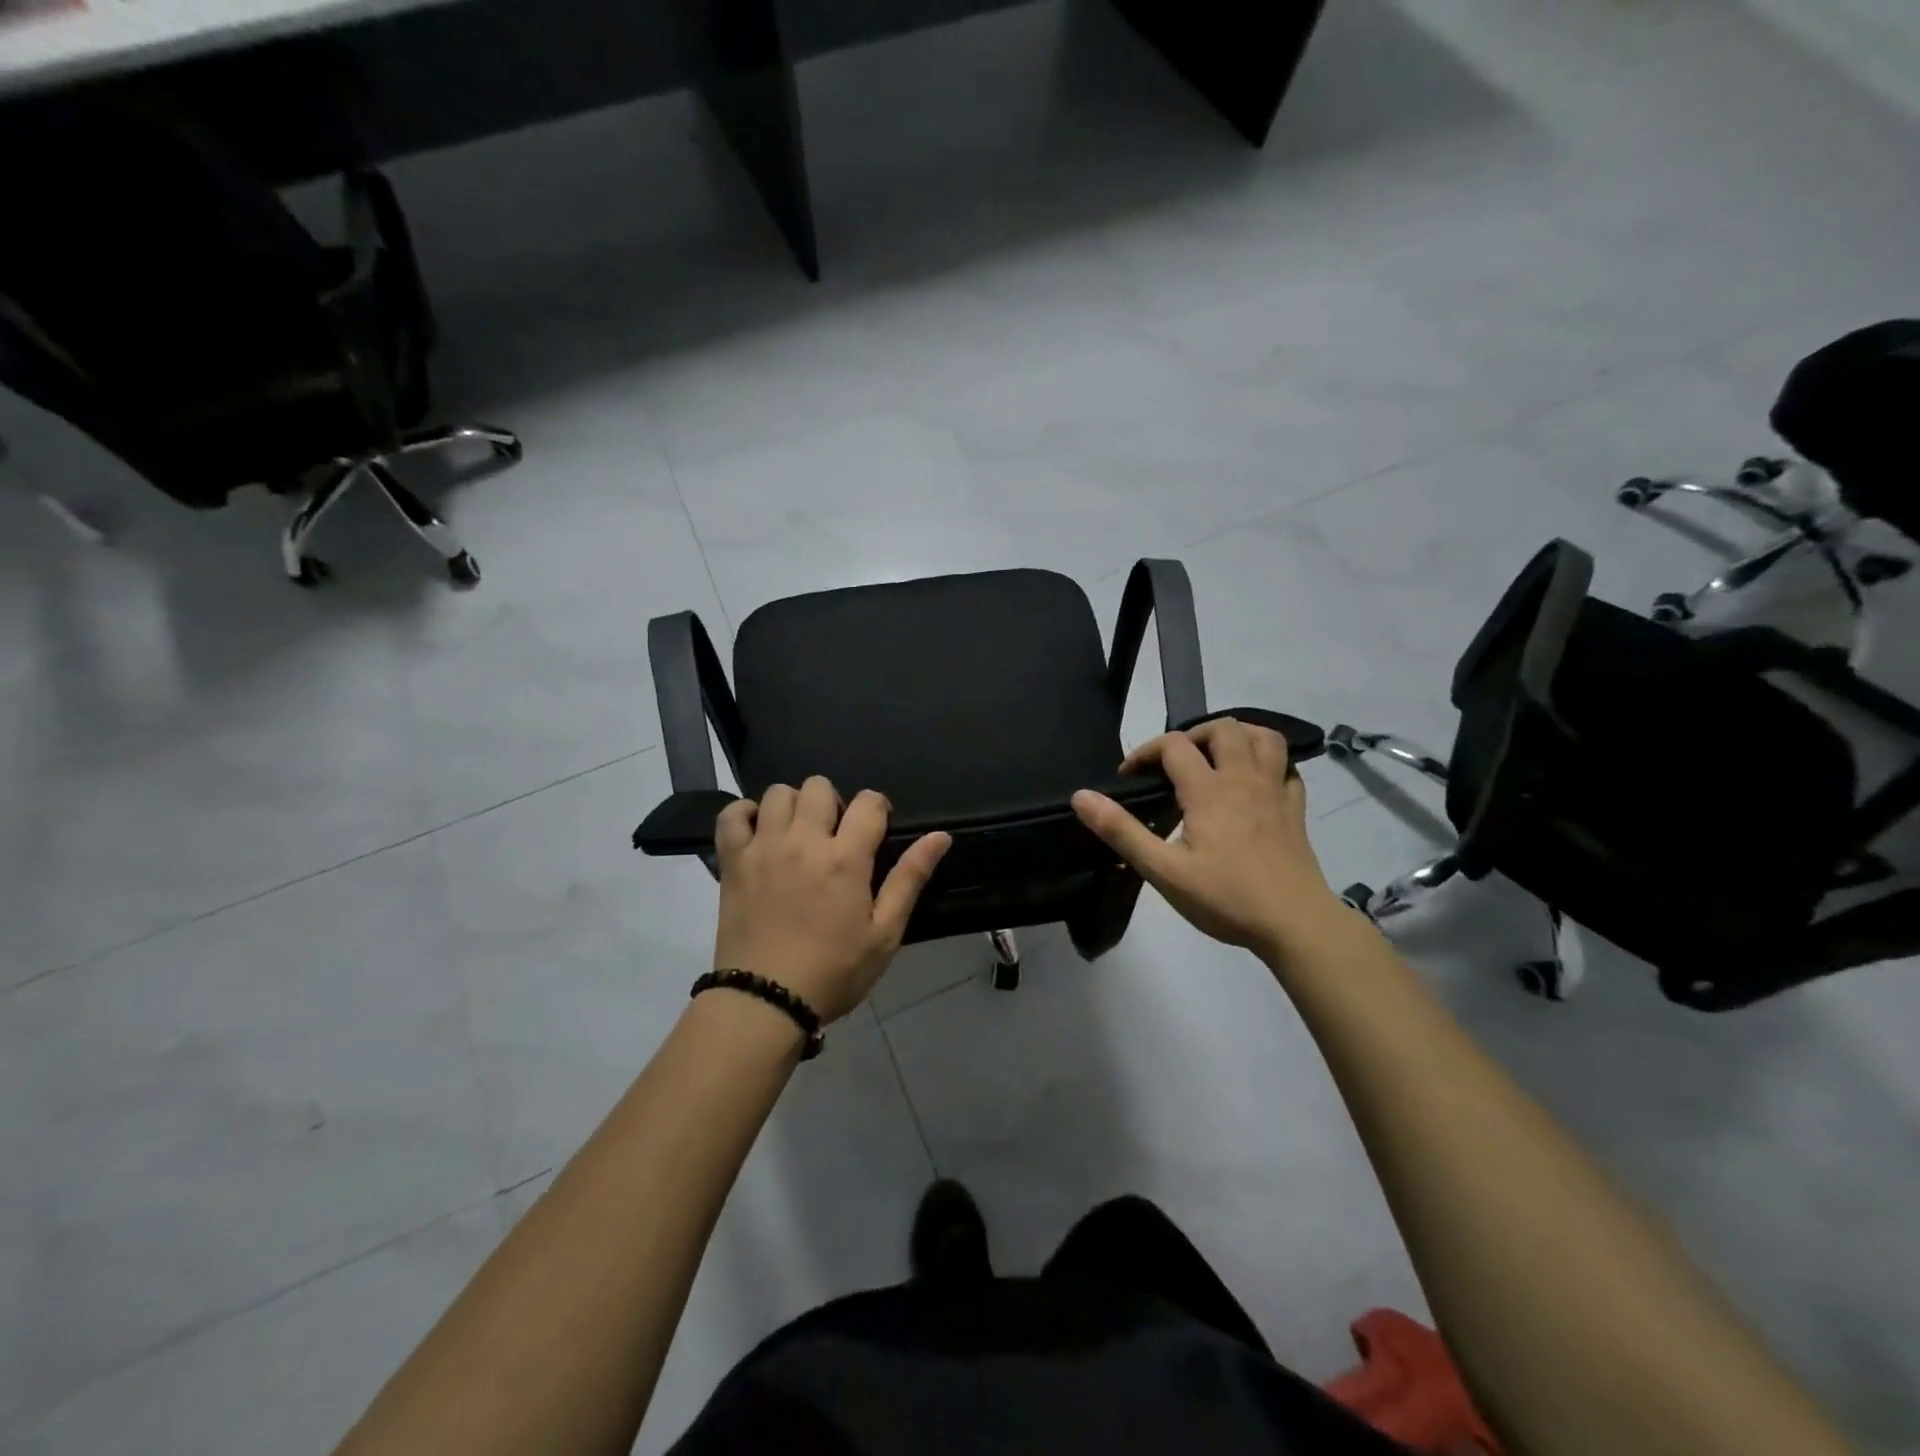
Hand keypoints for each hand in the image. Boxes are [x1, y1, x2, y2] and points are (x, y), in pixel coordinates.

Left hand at [713, 777, 950, 1023]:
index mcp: (845, 858)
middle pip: (819, 786)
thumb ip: (910, 878)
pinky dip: (745, 814)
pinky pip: (731, 815)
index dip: (878, 808)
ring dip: (793, 806)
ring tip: (798, 835)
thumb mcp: (884, 933)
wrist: (765, 1002)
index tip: (876, 829)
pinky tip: (759, 832)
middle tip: (835, 835)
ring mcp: (763, 848)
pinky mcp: (733, 861)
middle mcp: (803, 841)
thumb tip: (941, 836)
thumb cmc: (833, 971)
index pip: (868, 802)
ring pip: (777, 793)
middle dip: (834, 803)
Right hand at [1071, 718, 1343, 957]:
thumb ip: (1122, 831)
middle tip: (1176, 764)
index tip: (1129, 776)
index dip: (1146, 752)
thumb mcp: (1163, 871)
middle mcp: (1244, 779)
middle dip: (1193, 735)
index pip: (1173, 746)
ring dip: (1239, 737)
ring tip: (1218, 758)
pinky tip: (1257, 784)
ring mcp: (1276, 792)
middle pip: (1223, 729)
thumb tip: (1081, 797)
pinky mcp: (1296, 810)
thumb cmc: (1226, 898)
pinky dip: (1271, 765)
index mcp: (1208, 790)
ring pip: (1265, 738)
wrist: (1295, 924)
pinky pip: (1288, 769)